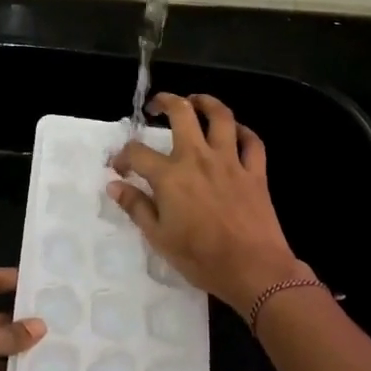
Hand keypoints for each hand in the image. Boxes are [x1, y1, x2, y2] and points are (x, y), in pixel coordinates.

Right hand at [108, 93, 303, 316]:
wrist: (253, 270)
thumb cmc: (201, 258)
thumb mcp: (159, 237)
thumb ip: (136, 207)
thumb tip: (115, 185)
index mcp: (170, 176)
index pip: (138, 153)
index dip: (123, 156)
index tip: (119, 167)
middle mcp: (198, 158)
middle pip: (182, 114)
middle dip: (166, 102)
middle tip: (156, 106)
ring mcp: (230, 162)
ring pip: (221, 117)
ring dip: (206, 102)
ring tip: (196, 101)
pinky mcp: (255, 172)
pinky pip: (252, 141)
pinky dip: (243, 131)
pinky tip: (234, 132)